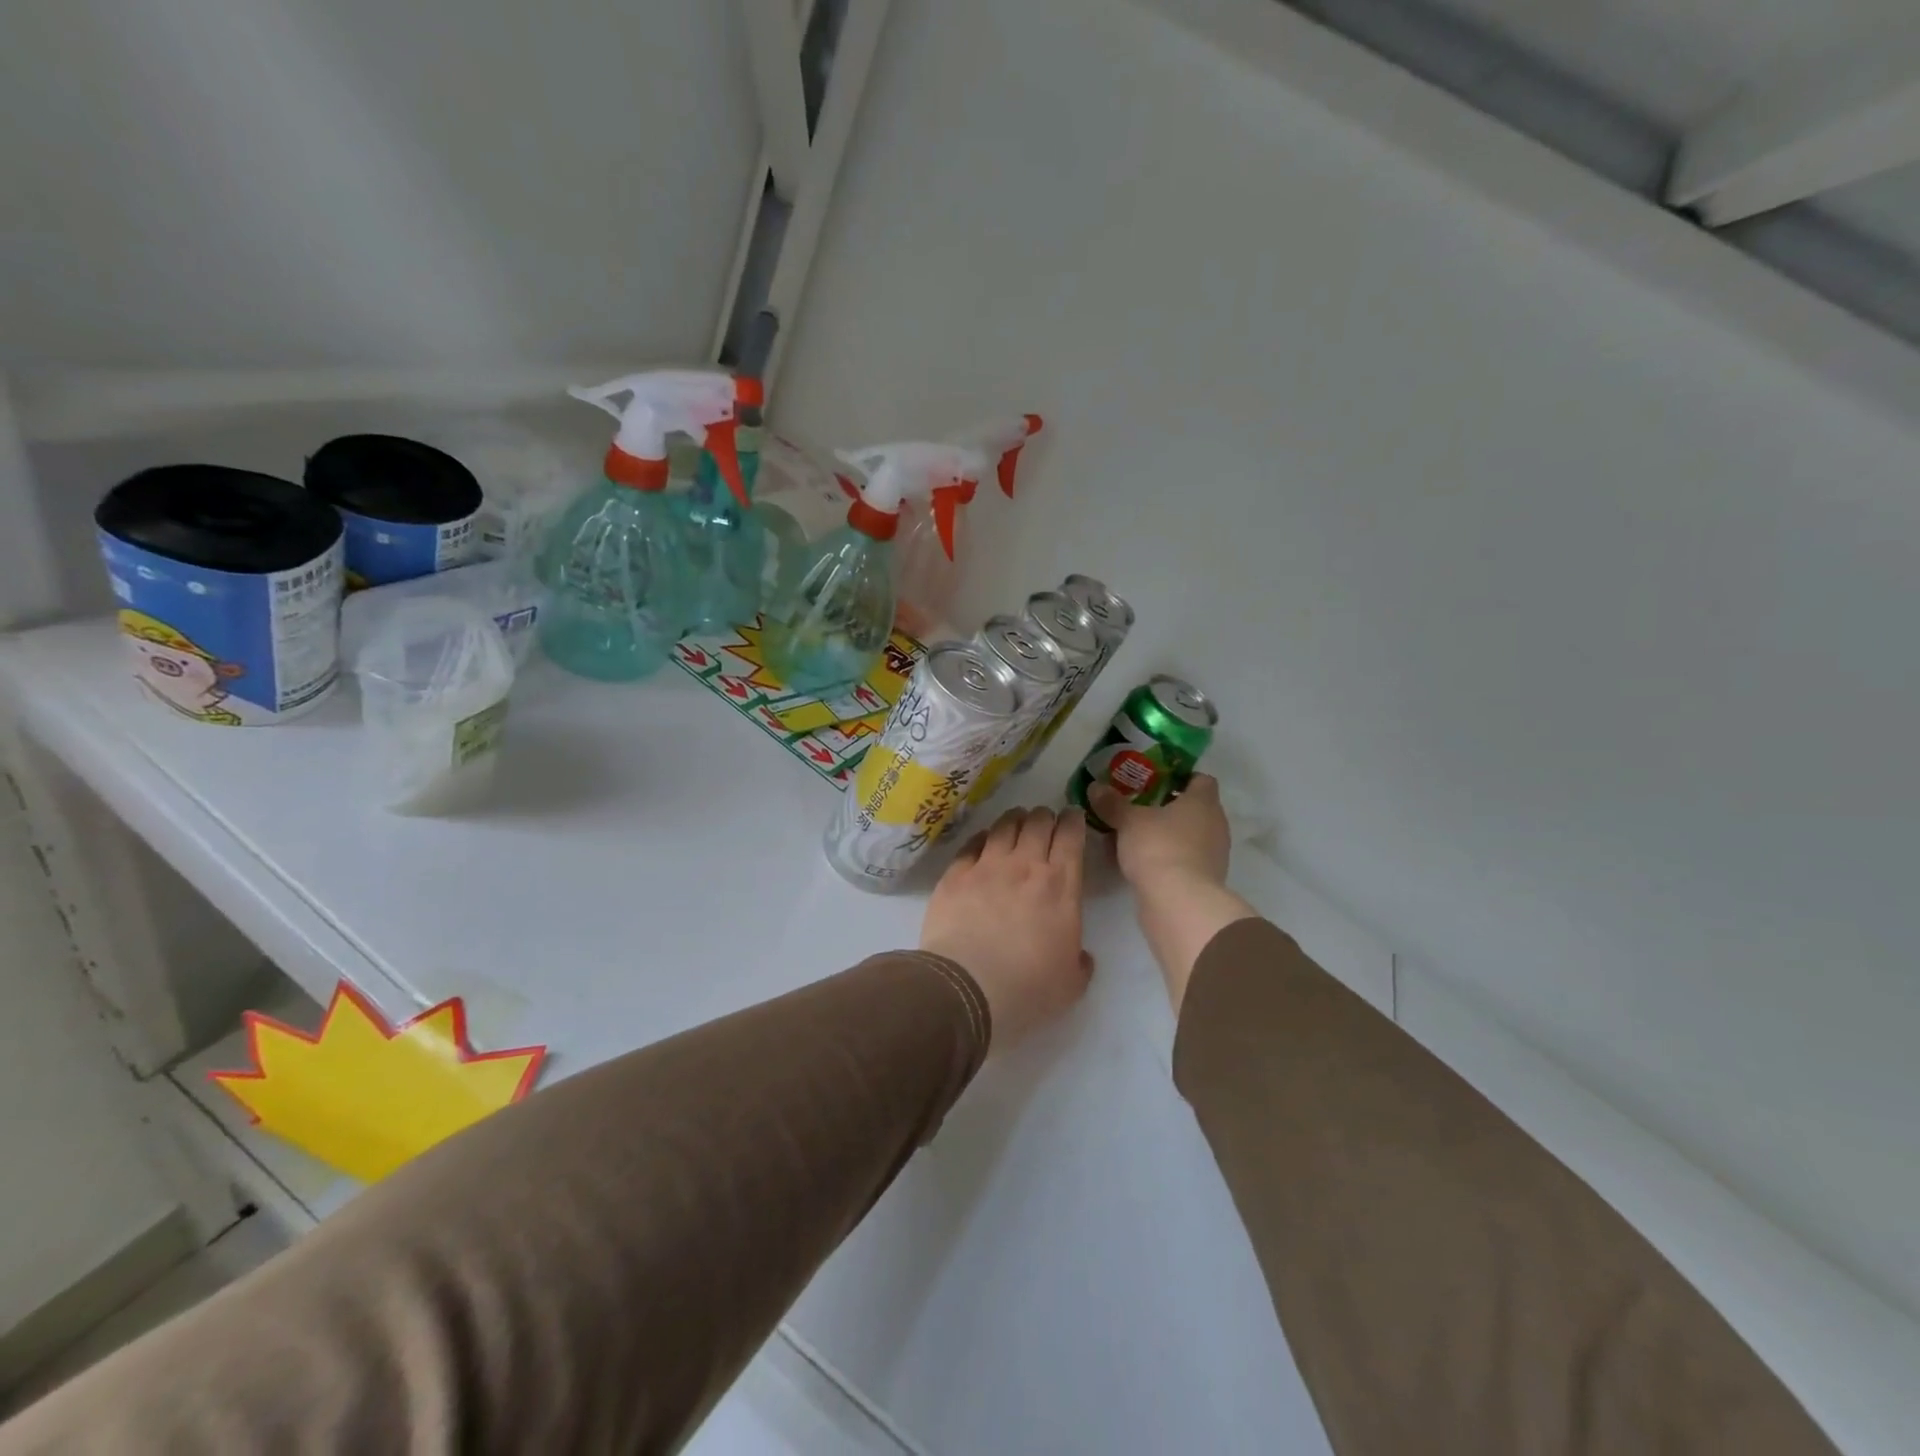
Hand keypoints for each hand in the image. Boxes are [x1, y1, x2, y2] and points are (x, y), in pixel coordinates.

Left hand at [921, 807, 1093, 1050]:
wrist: (967, 988)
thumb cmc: (1028, 988)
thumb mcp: (1071, 984)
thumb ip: (1080, 962)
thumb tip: (1080, 955)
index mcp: (1060, 886)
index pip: (1071, 837)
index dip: (1074, 821)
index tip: (1074, 816)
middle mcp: (1025, 865)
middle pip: (1038, 823)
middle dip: (1045, 816)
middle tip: (1046, 820)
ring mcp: (987, 866)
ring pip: (1004, 826)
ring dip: (1015, 819)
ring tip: (1017, 820)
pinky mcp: (955, 874)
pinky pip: (971, 843)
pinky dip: (982, 837)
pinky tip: (983, 841)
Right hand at [1087, 775, 1252, 1012]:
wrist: (1178, 903)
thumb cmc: (1158, 848)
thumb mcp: (1128, 821)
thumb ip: (1112, 803)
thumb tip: (1095, 786)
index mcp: (1203, 802)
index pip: (1201, 780)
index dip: (1180, 777)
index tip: (1154, 780)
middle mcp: (1215, 825)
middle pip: (1193, 808)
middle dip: (1166, 807)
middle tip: (1137, 806)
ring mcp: (1213, 855)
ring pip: (1187, 835)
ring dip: (1164, 834)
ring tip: (1132, 835)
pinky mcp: (1204, 880)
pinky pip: (1183, 859)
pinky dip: (1165, 857)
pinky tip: (1138, 861)